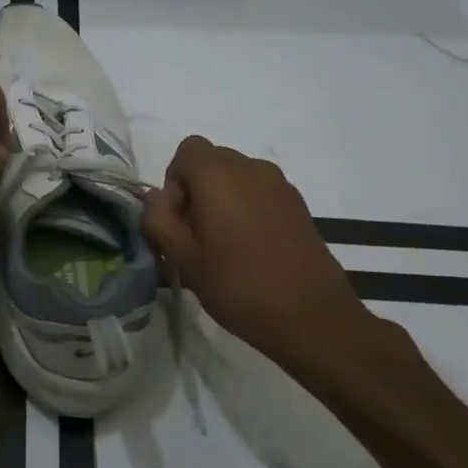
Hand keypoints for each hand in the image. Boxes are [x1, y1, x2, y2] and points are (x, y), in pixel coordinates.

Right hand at [141, 137, 406, 395]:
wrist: (312, 316)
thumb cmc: (238, 285)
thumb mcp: (183, 258)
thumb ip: (159, 220)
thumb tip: (155, 198)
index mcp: (218, 175)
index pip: (187, 150)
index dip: (175, 181)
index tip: (179, 220)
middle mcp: (251, 168)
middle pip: (212, 161)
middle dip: (197, 190)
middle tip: (196, 236)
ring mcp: (280, 185)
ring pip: (237, 178)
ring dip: (222, 200)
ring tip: (224, 246)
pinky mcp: (298, 205)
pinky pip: (260, 193)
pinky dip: (247, 209)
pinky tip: (250, 250)